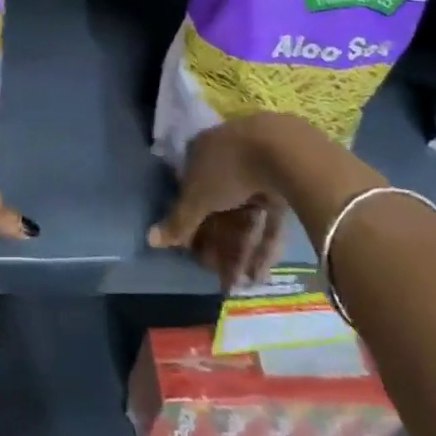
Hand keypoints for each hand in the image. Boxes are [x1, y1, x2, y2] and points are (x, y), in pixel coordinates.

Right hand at [147, 116, 290, 289]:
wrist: (286, 151)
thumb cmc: (229, 169)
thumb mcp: (198, 197)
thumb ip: (178, 221)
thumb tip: (150, 239)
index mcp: (202, 152)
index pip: (190, 191)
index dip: (189, 223)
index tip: (191, 251)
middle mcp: (228, 159)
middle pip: (218, 207)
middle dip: (218, 244)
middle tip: (217, 276)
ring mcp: (258, 172)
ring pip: (245, 216)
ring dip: (241, 250)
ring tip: (240, 284)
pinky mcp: (284, 186)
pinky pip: (268, 219)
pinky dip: (263, 244)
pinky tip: (261, 274)